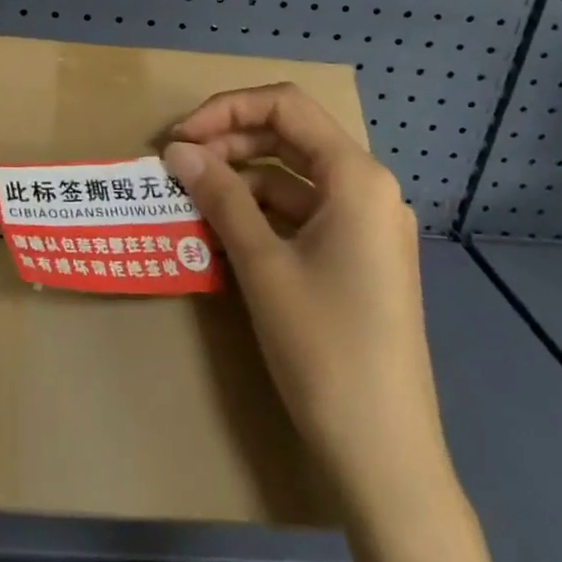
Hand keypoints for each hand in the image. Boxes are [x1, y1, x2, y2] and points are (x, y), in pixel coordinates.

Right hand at [162, 84, 449, 522]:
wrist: (384, 455)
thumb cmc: (324, 348)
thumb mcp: (262, 264)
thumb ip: (220, 196)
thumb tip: (177, 150)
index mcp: (356, 178)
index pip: (286, 105)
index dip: (226, 109)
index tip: (180, 138)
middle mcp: (368, 190)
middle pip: (289, 136)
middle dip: (229, 142)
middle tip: (177, 166)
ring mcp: (366, 226)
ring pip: (291, 177)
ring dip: (240, 180)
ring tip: (190, 200)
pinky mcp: (357, 258)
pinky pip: (301, 214)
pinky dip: (259, 213)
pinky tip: (221, 233)